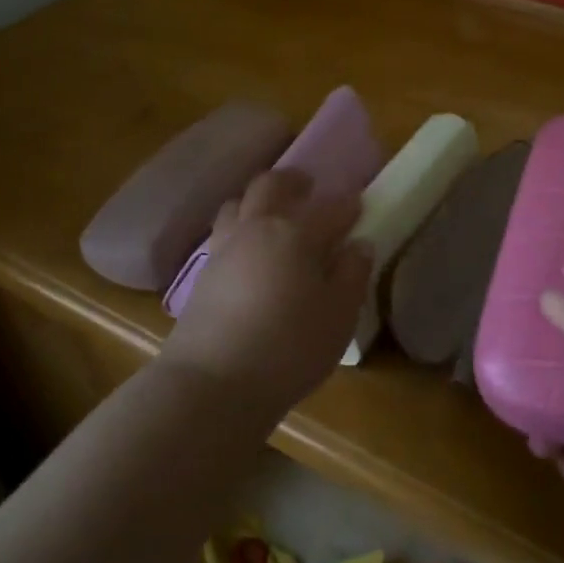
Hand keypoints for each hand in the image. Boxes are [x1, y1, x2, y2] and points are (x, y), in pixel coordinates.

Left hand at [162, 169, 371, 415]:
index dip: (349, 205)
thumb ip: (352, 275)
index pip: (330, 208)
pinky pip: (223, 231)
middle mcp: (257, 228)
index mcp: (296, 233)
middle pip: (270, 185)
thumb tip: (358, 246)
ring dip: (258, 199)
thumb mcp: (338, 316)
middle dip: (292, 180)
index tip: (360, 206)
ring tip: (273, 215)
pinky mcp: (203, 272)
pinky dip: (239, 226)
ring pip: (238, 202)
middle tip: (308, 186)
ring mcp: (224, 247)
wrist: (212, 381)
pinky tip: (249, 249)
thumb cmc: (289, 348)